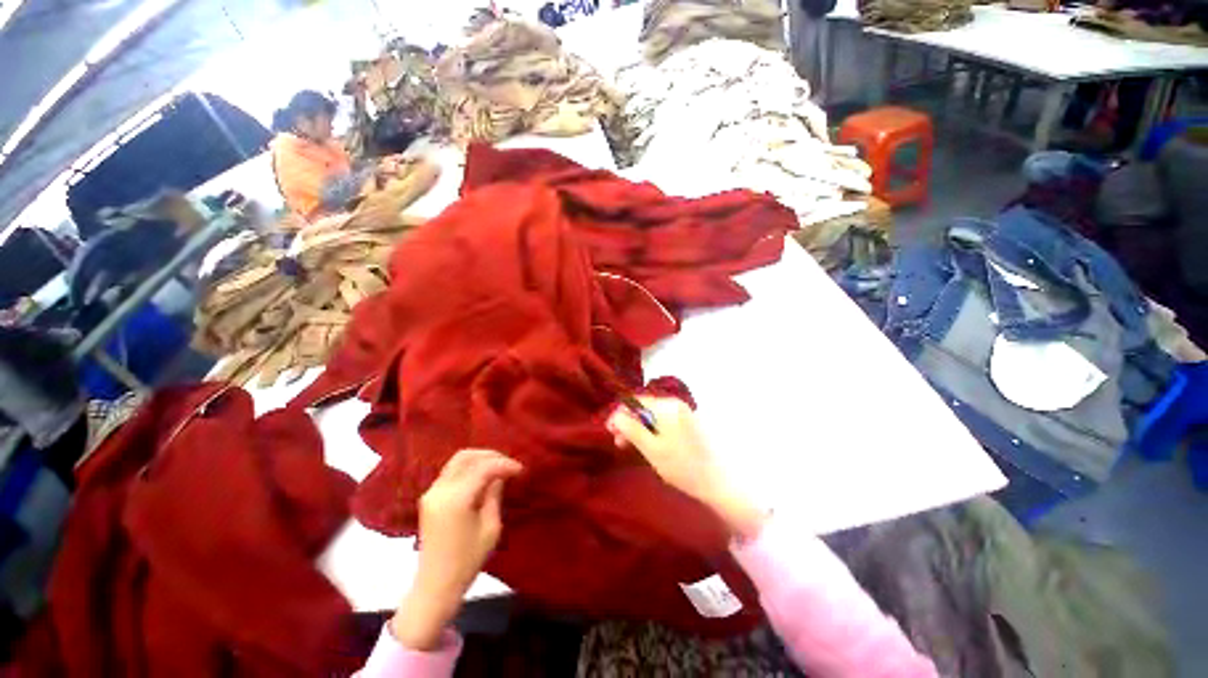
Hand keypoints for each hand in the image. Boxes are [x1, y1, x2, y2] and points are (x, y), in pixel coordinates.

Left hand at [390, 449, 521, 650]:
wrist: (435, 586)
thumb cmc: (467, 561)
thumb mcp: (490, 528)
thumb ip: (495, 495)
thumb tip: (501, 475)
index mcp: (456, 499)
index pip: (483, 468)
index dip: (504, 464)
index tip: (520, 469)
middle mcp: (440, 490)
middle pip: (466, 457)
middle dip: (490, 455)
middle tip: (508, 464)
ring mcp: (431, 493)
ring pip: (457, 461)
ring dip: (479, 460)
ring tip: (498, 467)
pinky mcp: (429, 498)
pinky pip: (451, 472)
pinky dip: (469, 468)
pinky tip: (483, 476)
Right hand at [607, 398, 766, 539]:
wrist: (717, 481)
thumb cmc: (682, 465)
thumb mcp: (651, 448)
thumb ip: (631, 429)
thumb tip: (615, 415)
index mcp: (667, 406)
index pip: (635, 401)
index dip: (619, 414)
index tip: (610, 431)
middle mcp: (675, 404)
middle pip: (643, 407)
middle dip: (628, 422)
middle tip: (619, 443)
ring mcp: (682, 412)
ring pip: (652, 415)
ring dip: (638, 428)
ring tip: (630, 446)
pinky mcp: (686, 422)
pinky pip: (662, 421)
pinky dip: (651, 430)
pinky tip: (647, 444)